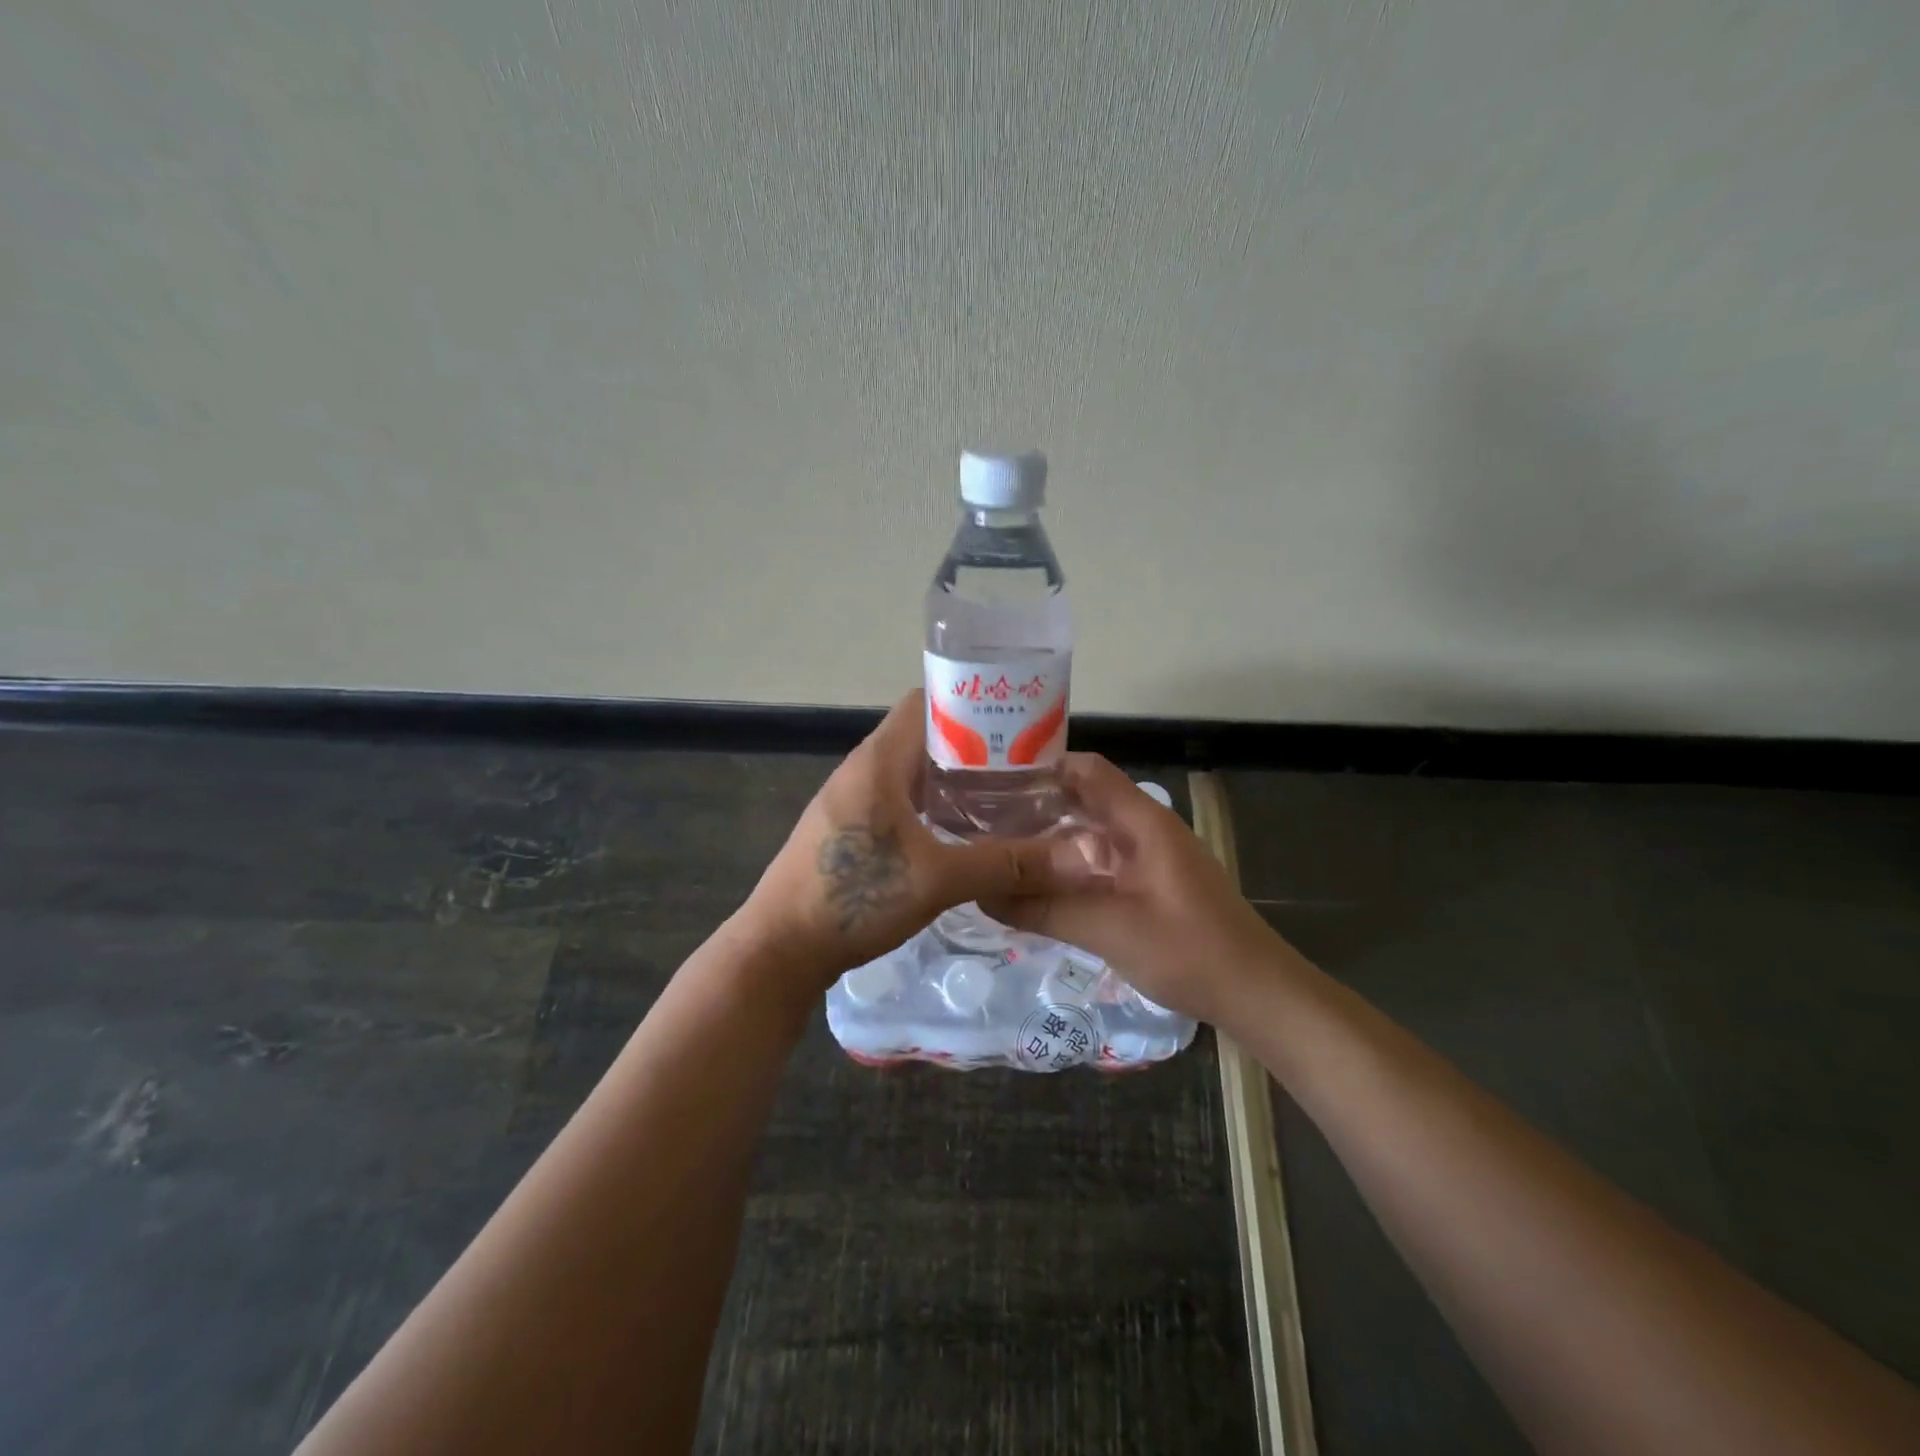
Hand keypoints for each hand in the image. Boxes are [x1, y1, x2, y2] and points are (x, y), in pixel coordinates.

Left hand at [738, 690, 1101, 995]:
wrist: (779, 950)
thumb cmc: (854, 898)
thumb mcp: (939, 879)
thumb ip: (1009, 864)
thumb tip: (1084, 858)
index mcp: (879, 759)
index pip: (930, 702)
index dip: (975, 704)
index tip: (1019, 724)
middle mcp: (863, 768)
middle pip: (925, 737)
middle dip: (975, 747)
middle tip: (1026, 768)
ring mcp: (852, 800)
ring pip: (913, 773)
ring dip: (954, 781)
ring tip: (1005, 799)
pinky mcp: (848, 830)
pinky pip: (899, 801)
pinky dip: (933, 807)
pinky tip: (962, 834)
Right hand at [986, 754, 1281, 1026]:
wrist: (1257, 994)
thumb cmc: (1191, 952)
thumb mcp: (1110, 930)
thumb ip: (1046, 909)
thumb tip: (983, 893)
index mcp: (1142, 822)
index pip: (1086, 770)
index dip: (1040, 768)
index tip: (992, 783)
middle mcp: (1144, 831)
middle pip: (1083, 801)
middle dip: (1035, 809)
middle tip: (980, 824)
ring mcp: (1149, 859)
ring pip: (1089, 837)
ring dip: (1049, 843)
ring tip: (997, 855)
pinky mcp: (1150, 886)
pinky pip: (1099, 866)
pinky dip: (1068, 871)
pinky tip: (1036, 889)